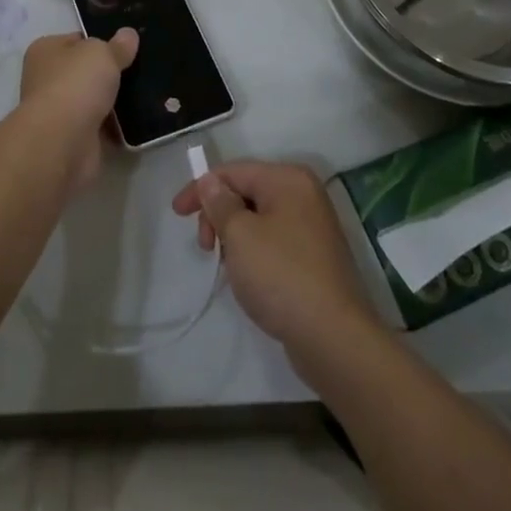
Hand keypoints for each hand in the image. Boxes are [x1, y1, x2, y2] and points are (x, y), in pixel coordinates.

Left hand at [17, 30, 137, 187]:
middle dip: (110, 72)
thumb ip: (117, 45)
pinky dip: (118, 126)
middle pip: (86, 71)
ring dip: (116, 100)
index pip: (77, 40)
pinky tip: (142, 119)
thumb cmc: (75, 84)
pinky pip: (102, 127)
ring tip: (148, 91)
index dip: (102, 40)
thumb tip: (128, 34)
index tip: (128, 45)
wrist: (62, 143)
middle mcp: (47, 80)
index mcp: (46, 51)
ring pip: (95, 100)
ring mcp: (60, 112)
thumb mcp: (102, 53)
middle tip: (143, 68)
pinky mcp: (74, 139)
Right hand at [171, 160, 379, 358]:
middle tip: (206, 247)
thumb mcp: (240, 235)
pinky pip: (274, 242)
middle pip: (247, 192)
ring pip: (259, 219)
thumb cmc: (281, 276)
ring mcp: (313, 227)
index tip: (177, 214)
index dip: (201, 189)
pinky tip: (249, 278)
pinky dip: (254, 253)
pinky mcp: (315, 258)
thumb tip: (210, 181)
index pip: (234, 171)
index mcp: (288, 179)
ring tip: (229, 267)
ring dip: (235, 237)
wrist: (334, 338)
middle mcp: (304, 195)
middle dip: (219, 215)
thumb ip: (220, 203)